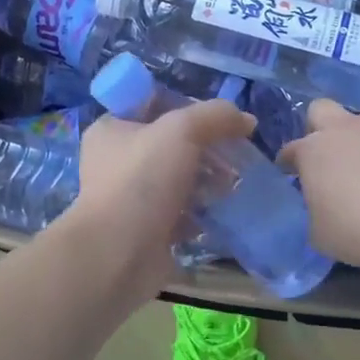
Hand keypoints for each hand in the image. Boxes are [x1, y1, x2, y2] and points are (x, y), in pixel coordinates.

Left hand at [65, 99, 255, 298]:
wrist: (118, 255)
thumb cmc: (142, 181)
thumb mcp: (181, 131)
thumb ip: (215, 116)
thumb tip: (246, 120)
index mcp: (112, 129)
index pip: (154, 105)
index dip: (188, 108)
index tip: (220, 120)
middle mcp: (117, 160)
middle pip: (172, 144)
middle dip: (207, 149)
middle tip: (236, 155)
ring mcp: (131, 197)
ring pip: (179, 178)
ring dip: (208, 181)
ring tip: (234, 185)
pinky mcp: (147, 229)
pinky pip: (182, 212)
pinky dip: (202, 212)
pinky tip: (223, 211)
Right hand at [281, 100, 359, 270]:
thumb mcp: (321, 235)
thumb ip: (314, 213)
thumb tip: (322, 208)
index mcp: (314, 150)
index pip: (290, 150)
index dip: (289, 164)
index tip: (293, 178)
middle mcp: (344, 129)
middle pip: (320, 111)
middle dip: (319, 129)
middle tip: (328, 160)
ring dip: (359, 141)